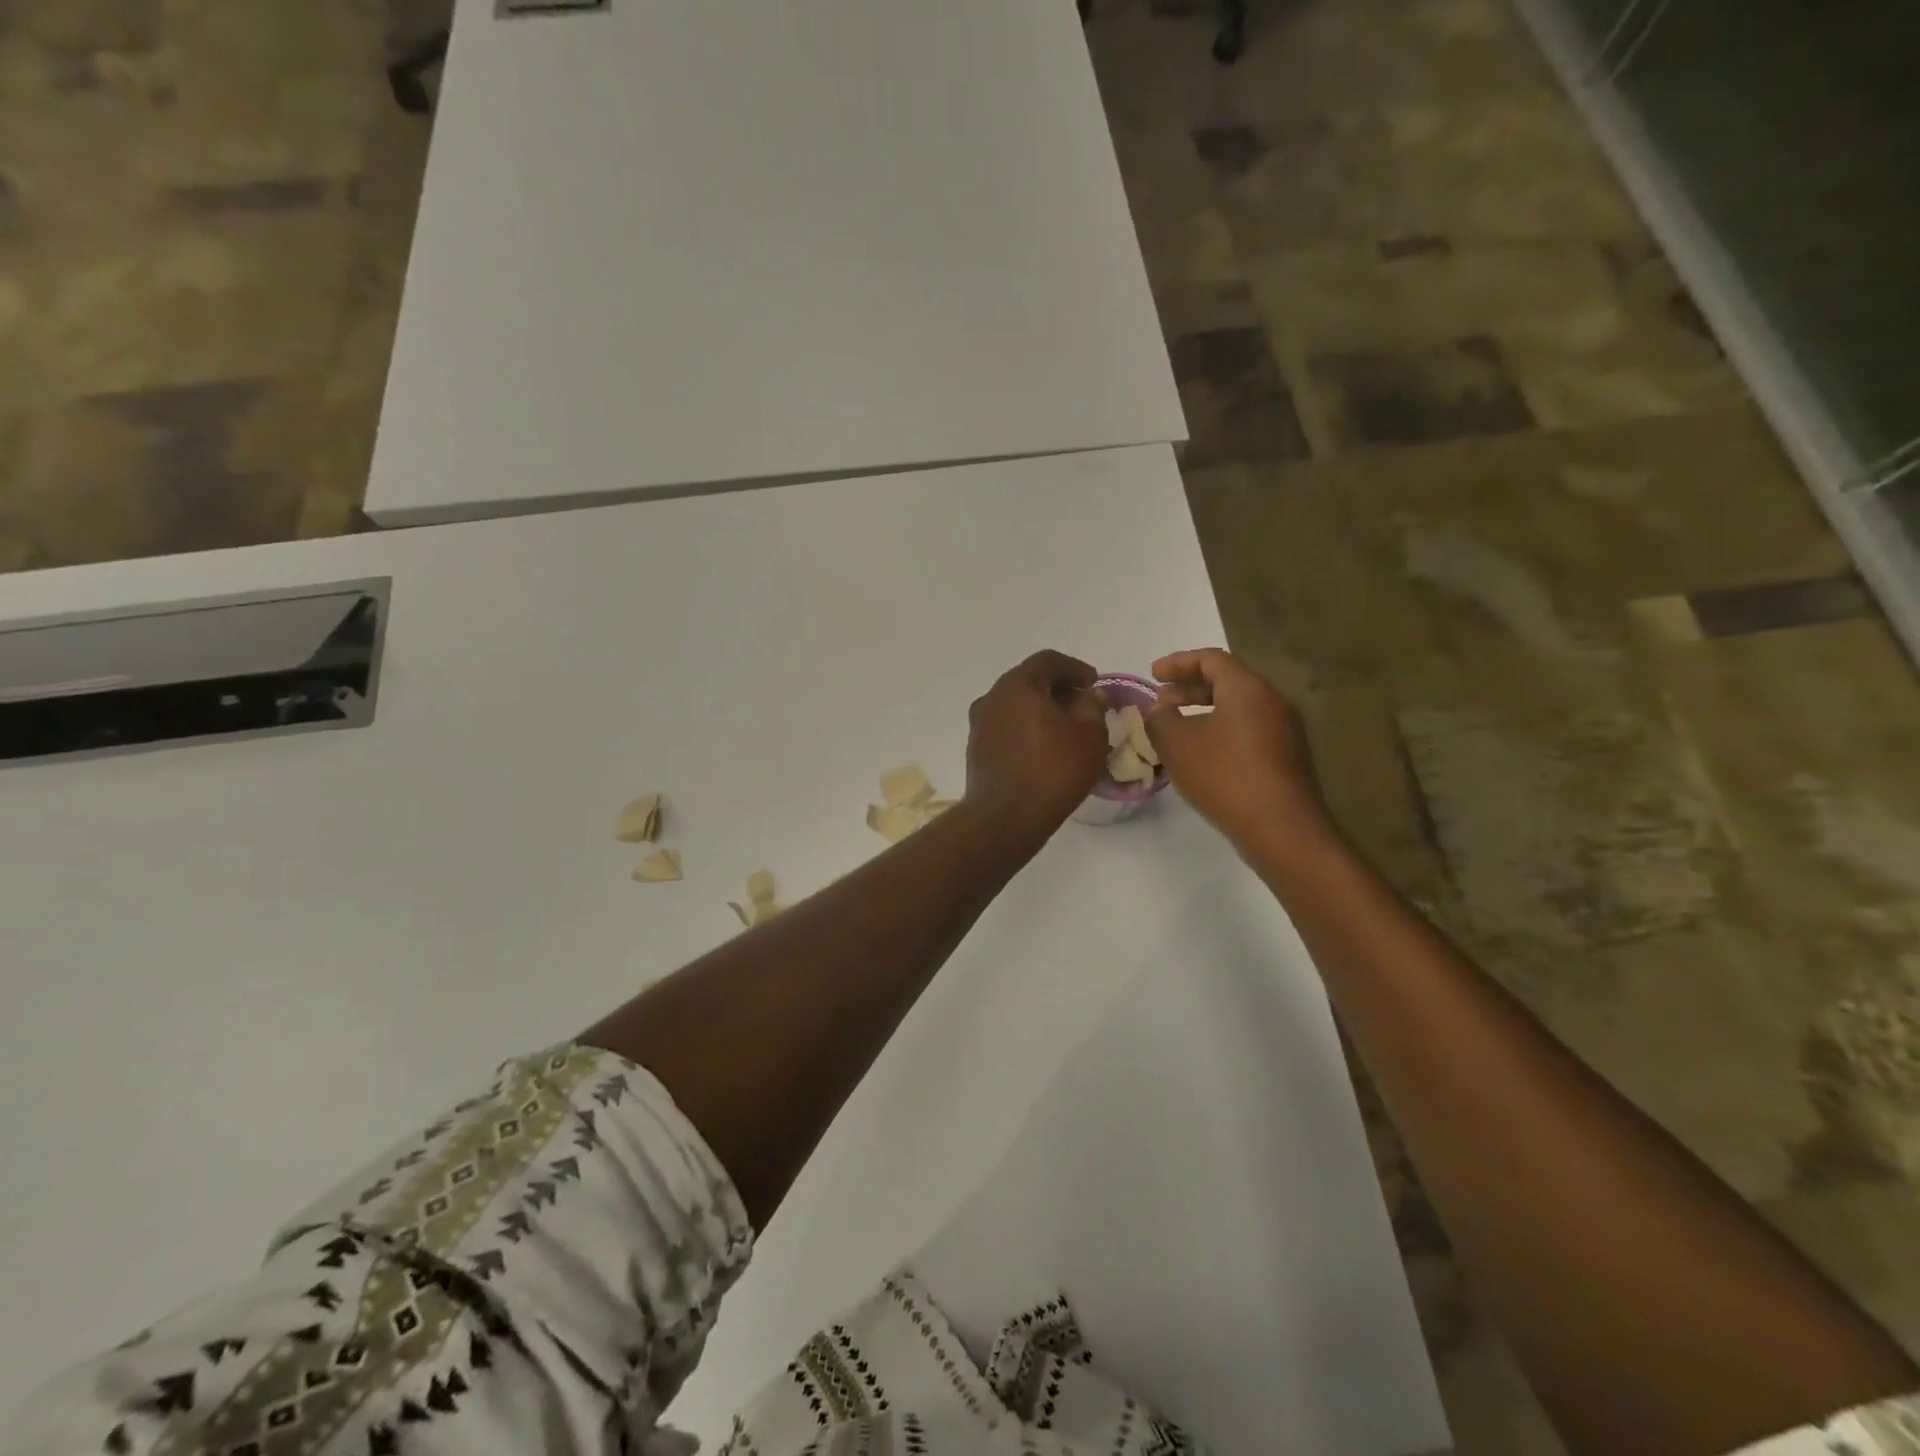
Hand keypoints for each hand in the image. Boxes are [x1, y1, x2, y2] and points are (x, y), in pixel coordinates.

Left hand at [963, 650, 1108, 836]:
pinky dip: (1027, 730)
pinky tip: (1045, 750)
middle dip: (1058, 690)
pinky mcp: (977, 750)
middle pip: (1029, 682)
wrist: (1004, 818)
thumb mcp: (1090, 736)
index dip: (1075, 668)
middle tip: (1082, 706)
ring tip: (1066, 731)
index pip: (1048, 661)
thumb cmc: (1052, 770)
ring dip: (1041, 712)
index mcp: (1017, 685)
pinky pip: (1006, 729)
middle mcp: (992, 697)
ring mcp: (979, 725)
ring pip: (1015, 707)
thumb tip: (1089, 697)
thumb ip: (1093, 708)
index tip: (1093, 684)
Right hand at [1145, 648, 1331, 850]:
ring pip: (1238, 708)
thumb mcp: (1176, 744)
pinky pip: (1248, 731)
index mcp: (1247, 688)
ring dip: (1204, 712)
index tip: (1152, 674)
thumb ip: (1159, 720)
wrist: (1281, 828)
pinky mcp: (1287, 757)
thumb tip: (1158, 711)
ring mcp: (1285, 730)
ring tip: (1176, 729)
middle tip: (1160, 701)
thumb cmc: (1224, 775)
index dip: (1177, 662)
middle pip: (1227, 681)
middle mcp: (1272, 701)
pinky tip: (1201, 755)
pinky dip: (1221, 731)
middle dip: (1189, 688)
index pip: (1211, 659)